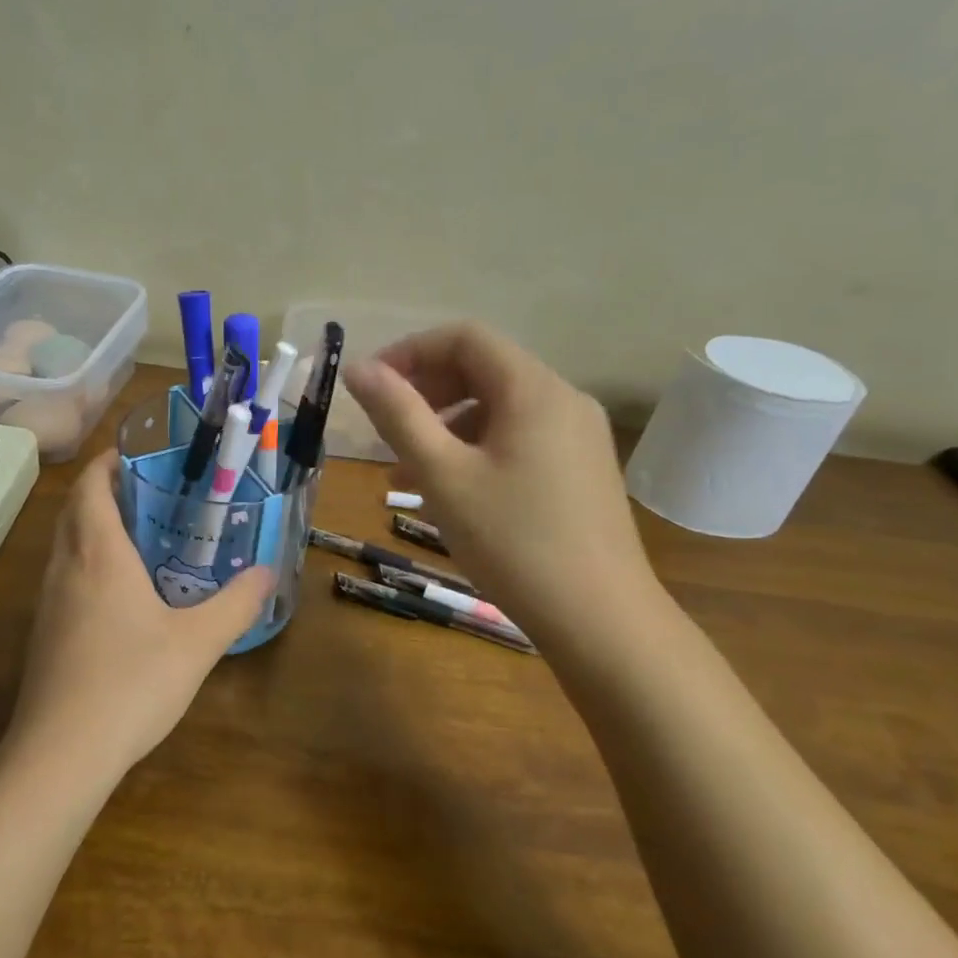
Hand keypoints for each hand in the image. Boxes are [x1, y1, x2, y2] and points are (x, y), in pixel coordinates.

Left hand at [8, 450, 276, 782]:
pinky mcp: (45, 632)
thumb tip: (267, 573)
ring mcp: (48, 601)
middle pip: (74, 509)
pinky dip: (87, 563)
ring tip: (140, 536)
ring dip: (93, 527)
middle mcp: (65, 566)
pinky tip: (119, 594)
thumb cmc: (130, 683)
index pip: (91, 486)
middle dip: (104, 491)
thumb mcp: (197, 643)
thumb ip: (236, 604)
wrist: (61, 752)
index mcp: (98, 553)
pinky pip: (64, 577)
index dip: (108, 462)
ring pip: (65, 544)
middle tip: (150, 492)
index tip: (138, 454)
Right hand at [343, 323, 658, 643]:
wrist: (600, 619)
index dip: (410, 352)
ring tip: (407, 470)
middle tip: (385, 430)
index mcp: (533, 389)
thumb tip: (358, 368)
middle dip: (426, 390)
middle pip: (483, 368)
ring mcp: (578, 435)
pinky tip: (451, 490)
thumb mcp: (442, 475)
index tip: (371, 388)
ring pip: (499, 407)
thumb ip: (398, 415)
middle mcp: (563, 399)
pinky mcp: (581, 468)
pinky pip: (520, 437)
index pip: (464, 338)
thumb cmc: (513, 542)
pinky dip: (477, 448)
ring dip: (447, 424)